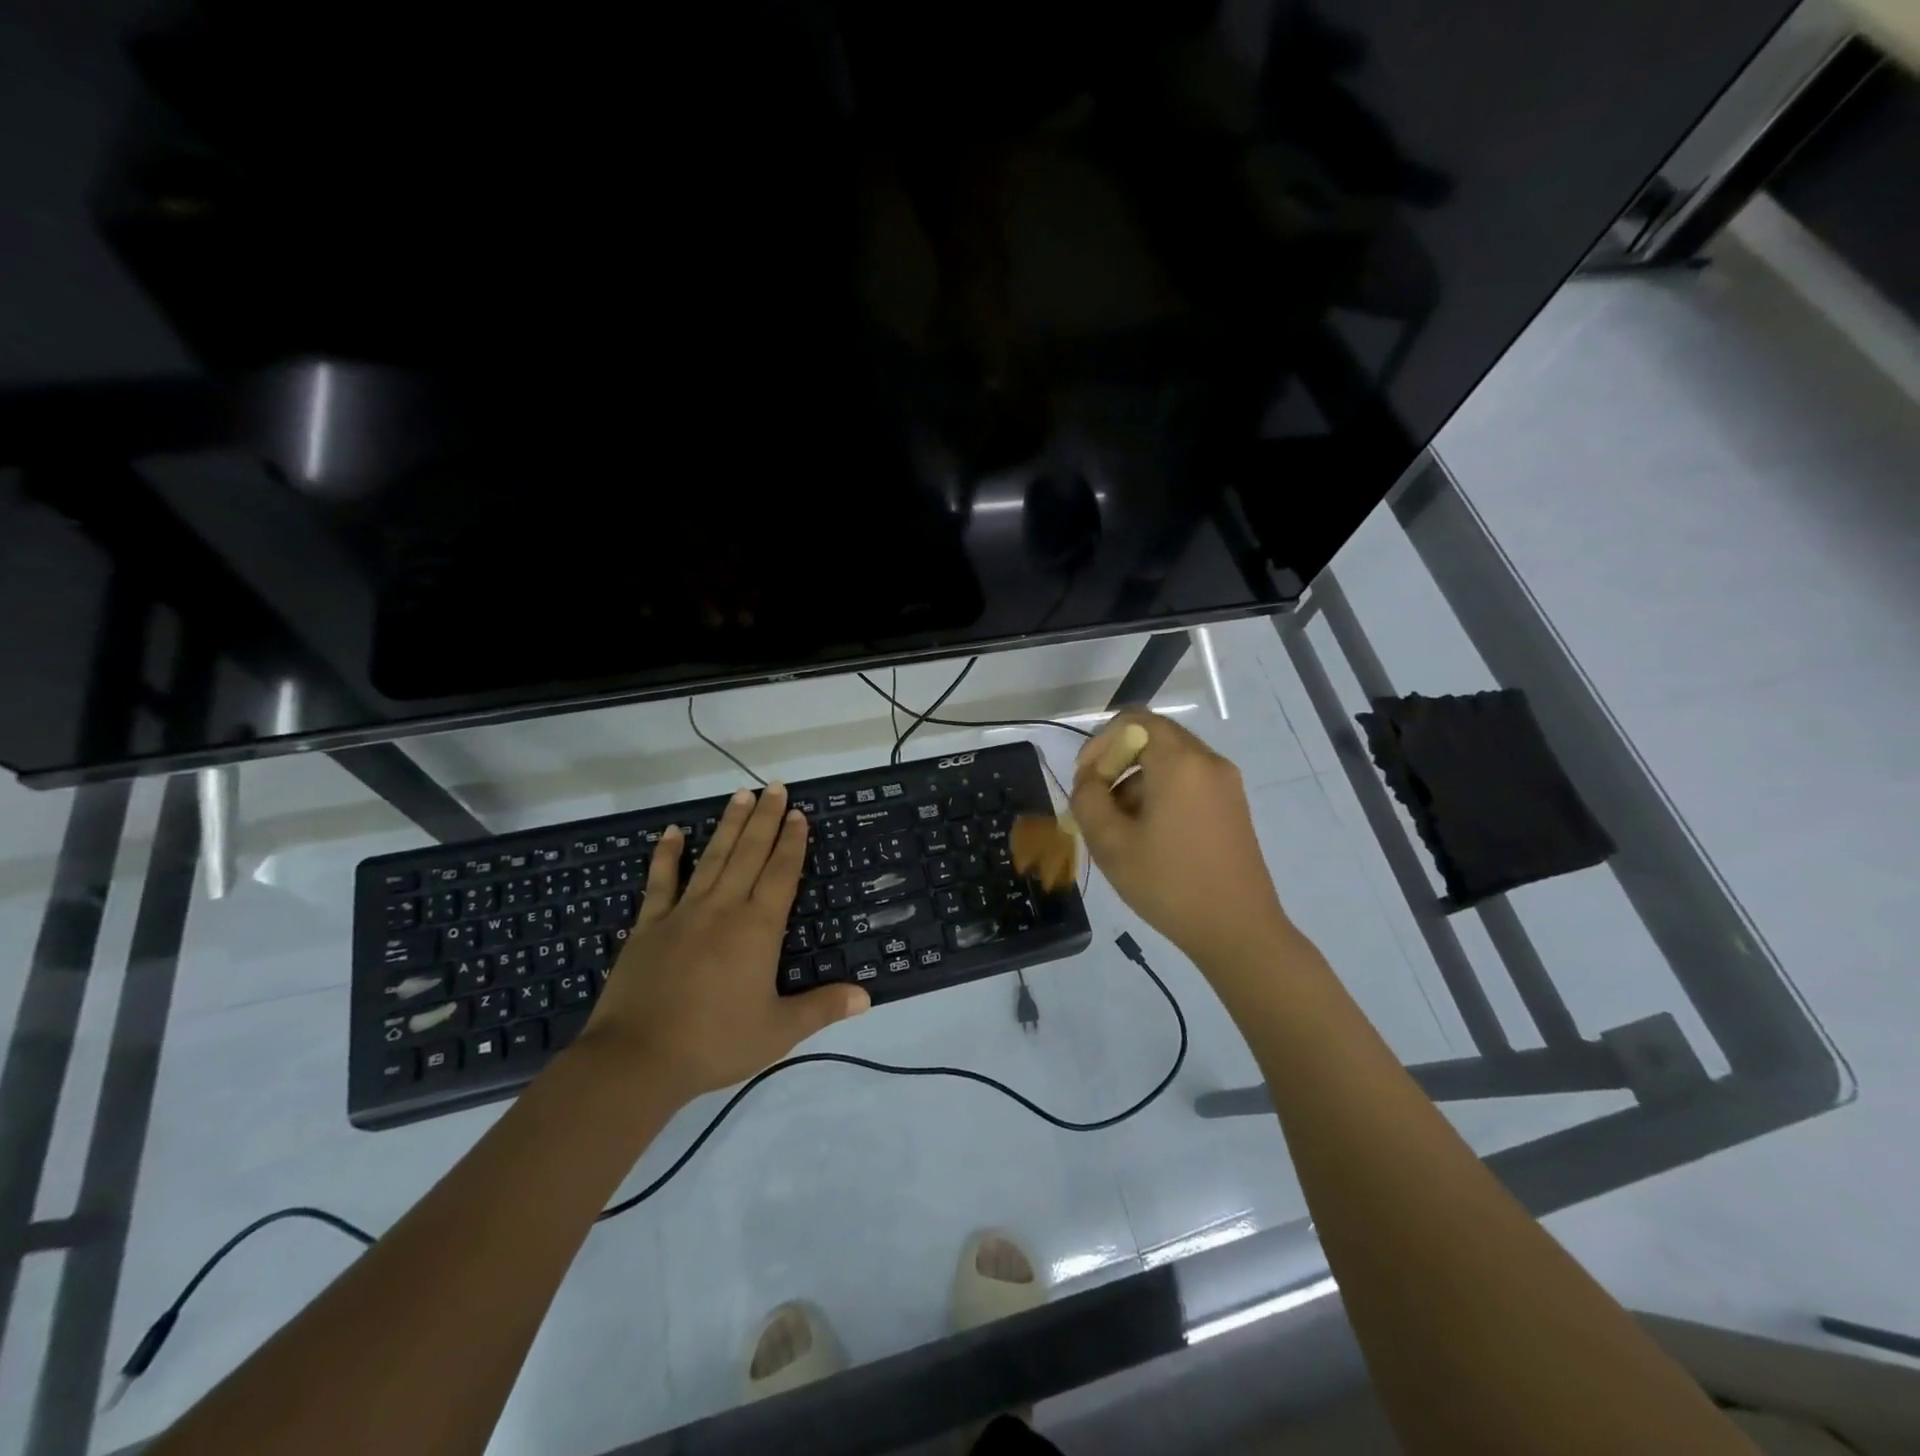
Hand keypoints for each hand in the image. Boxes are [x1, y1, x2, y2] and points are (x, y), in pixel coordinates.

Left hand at [577, 783, 868, 1102]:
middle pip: (749, 853)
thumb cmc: (714, 1043)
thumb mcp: (778, 1031)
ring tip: (741, 795)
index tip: (799, 814)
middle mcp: (723, 908)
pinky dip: (667, 854)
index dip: (792, 842)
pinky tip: (673, 832)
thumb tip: (867, 996)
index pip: (781, 873)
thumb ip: (822, 1008)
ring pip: (712, 857)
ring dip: (729, 825)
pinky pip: (660, 881)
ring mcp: (683, 913)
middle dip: (766, 819)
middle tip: (775, 787)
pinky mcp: (648, 925)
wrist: (636, 1059)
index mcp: (757, 928)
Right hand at [1070, 710, 1288, 968]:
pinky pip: (1189, 781)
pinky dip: (1162, 792)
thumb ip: (1087, 799)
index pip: (1134, 720)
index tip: (1086, 779)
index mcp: (1180, 762)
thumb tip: (1089, 781)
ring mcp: (1226, 784)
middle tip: (1097, 801)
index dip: (1101, 742)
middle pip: (1154, 737)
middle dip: (1118, 761)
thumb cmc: (1168, 883)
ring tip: (1120, 826)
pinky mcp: (1233, 806)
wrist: (1237, 930)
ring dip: (1137, 780)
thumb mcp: (1110, 843)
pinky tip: (1150, 834)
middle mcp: (1208, 762)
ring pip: (1171, 761)